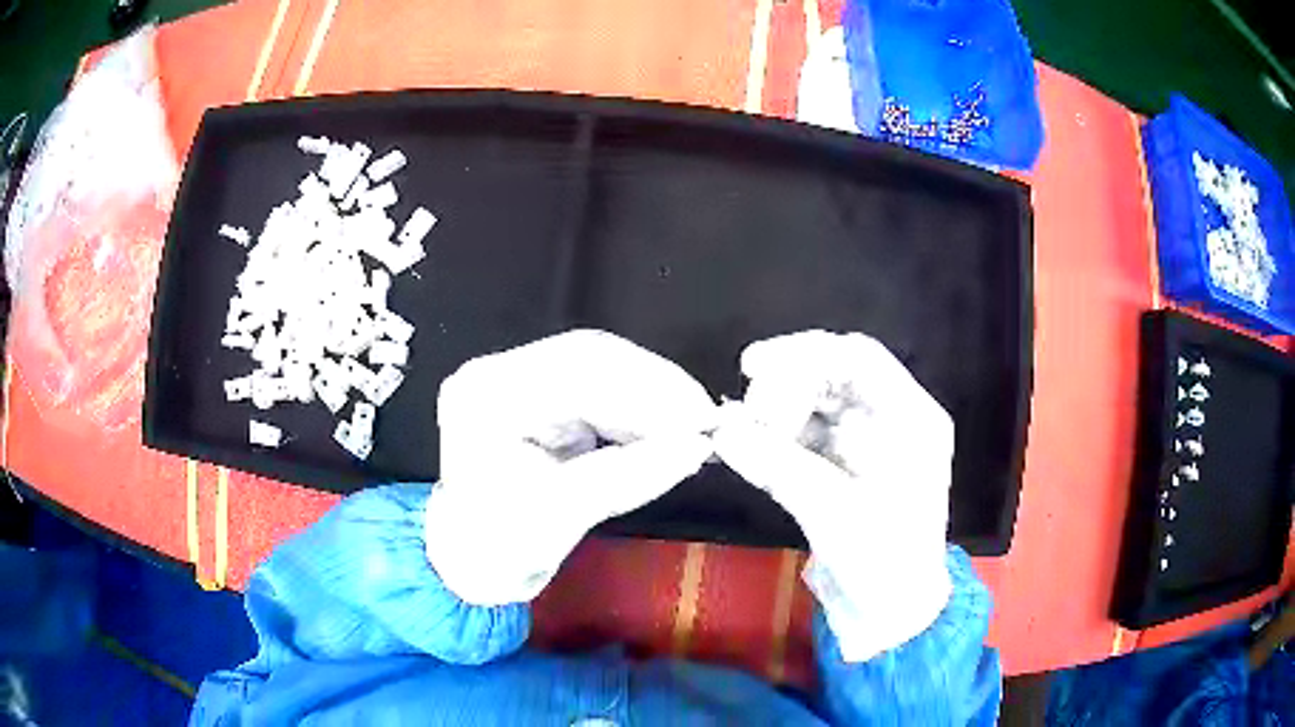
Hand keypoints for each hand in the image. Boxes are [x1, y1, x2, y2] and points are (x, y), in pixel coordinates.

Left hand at [425, 330, 716, 605]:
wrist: (473, 562)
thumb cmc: (498, 549)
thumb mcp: (562, 516)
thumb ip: (631, 476)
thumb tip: (697, 447)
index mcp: (488, 396)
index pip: (578, 373)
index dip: (649, 392)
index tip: (701, 420)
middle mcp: (498, 373)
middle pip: (592, 358)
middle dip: (657, 390)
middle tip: (706, 421)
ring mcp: (517, 379)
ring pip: (602, 368)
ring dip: (653, 399)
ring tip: (692, 429)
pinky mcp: (539, 394)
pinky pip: (600, 388)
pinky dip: (638, 411)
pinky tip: (664, 431)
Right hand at [713, 330, 953, 661]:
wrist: (889, 614)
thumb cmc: (882, 562)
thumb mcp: (834, 512)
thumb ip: (778, 465)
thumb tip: (722, 430)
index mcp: (910, 418)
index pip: (858, 357)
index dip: (804, 352)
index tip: (751, 366)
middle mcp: (890, 420)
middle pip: (833, 374)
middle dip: (783, 385)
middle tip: (744, 414)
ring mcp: (865, 442)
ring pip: (814, 404)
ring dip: (774, 412)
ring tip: (738, 431)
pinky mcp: (842, 466)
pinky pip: (804, 436)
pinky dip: (774, 438)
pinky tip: (745, 446)